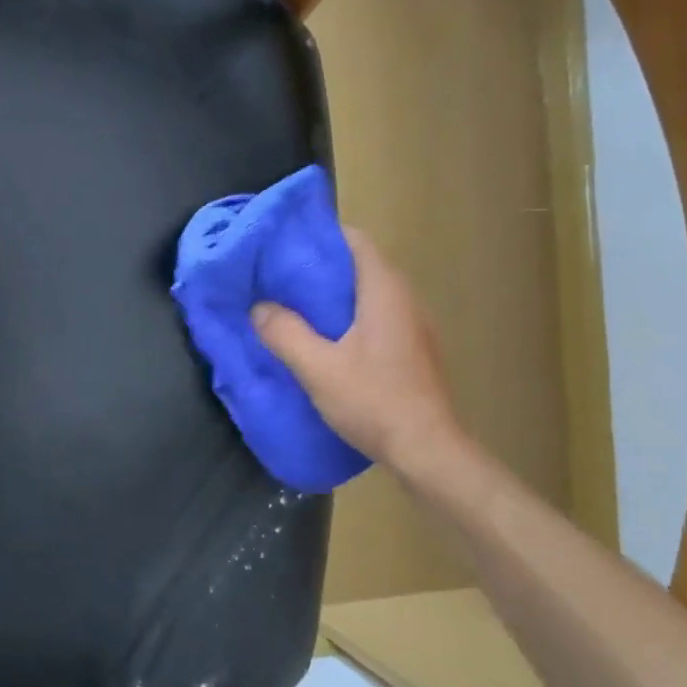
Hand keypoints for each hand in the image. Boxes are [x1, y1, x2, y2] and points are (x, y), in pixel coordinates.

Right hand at [252, 227, 464, 482]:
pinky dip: (351, 316)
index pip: (356, 240)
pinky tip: (327, 339)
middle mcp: (406, 299)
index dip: (322, 235)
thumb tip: (259, 308)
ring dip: (336, 293)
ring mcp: (415, 326)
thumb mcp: (318, 368)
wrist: (427, 451)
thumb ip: (285, 333)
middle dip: (322, 265)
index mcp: (384, 292)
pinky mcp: (415, 350)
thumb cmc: (374, 401)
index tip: (286, 242)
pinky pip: (378, 316)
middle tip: (280, 275)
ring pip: (370, 293)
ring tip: (296, 304)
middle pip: (362, 265)